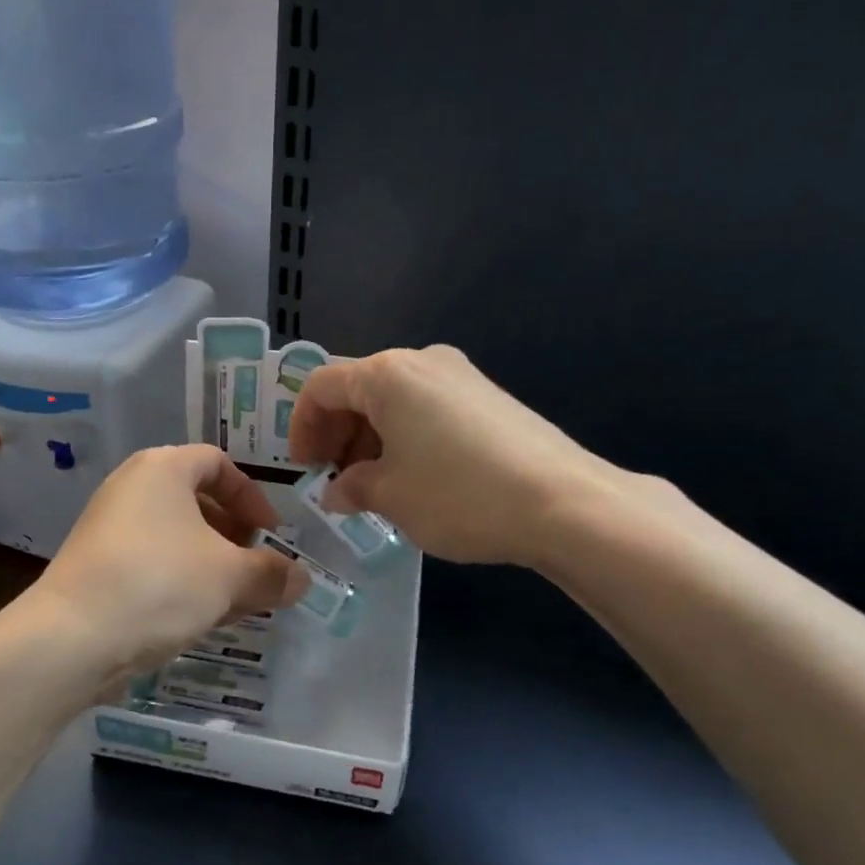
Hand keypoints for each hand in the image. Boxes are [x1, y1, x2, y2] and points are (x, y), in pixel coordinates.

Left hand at [29, 445, 304, 681]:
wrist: (71, 638)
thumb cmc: (160, 584)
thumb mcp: (230, 577)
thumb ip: (272, 574)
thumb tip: (303, 579)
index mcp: (163, 469)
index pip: (219, 464)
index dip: (253, 497)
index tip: (271, 535)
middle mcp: (132, 487)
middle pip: (197, 501)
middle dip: (235, 536)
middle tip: (256, 569)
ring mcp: (109, 527)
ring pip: (176, 537)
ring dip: (212, 564)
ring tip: (236, 601)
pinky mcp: (97, 566)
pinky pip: (153, 562)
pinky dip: (182, 580)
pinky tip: (201, 617)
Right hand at [289, 345, 668, 566]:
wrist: (561, 502)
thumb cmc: (458, 494)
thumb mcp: (390, 496)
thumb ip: (352, 487)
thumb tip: (338, 490)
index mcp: (387, 374)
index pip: (322, 387)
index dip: (303, 427)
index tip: (304, 468)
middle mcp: (422, 361)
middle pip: (359, 388)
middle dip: (338, 433)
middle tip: (336, 480)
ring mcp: (461, 376)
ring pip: (395, 400)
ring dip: (371, 438)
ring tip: (373, 486)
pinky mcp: (489, 397)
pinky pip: (428, 408)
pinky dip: (406, 437)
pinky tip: (414, 477)